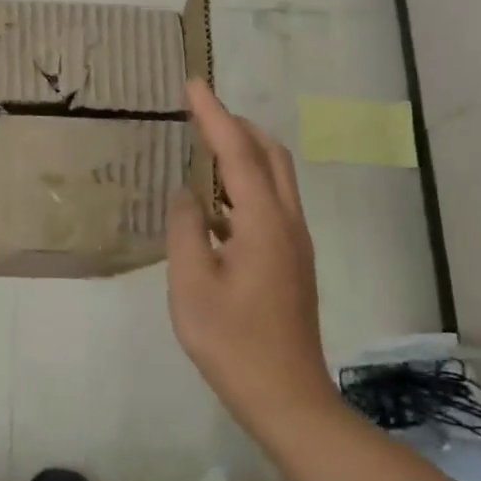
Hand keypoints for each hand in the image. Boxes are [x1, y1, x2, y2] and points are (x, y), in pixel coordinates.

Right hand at [167, 80, 338, 429]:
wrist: (286, 397)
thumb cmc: (232, 342)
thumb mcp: (192, 284)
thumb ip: (185, 230)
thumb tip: (186, 195)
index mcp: (264, 224)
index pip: (238, 154)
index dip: (214, 116)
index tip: (194, 84)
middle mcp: (288, 224)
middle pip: (271, 156)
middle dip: (238, 126)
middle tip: (201, 112)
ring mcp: (294, 244)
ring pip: (276, 178)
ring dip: (244, 152)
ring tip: (205, 144)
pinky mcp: (291, 261)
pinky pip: (271, 203)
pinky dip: (246, 182)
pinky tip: (216, 201)